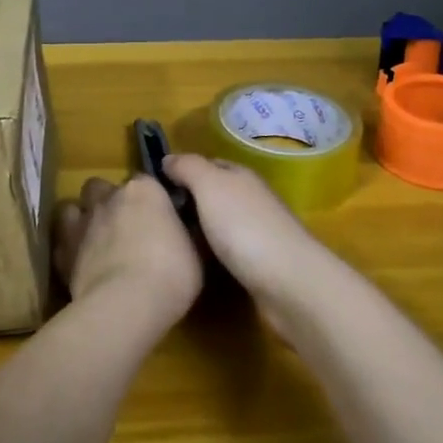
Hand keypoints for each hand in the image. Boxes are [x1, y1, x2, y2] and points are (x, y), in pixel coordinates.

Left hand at [52, 176, 203, 329]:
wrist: (126, 304)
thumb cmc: (171, 274)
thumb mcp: (195, 252)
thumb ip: (183, 233)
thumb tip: (181, 231)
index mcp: (145, 190)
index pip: (146, 181)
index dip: (150, 200)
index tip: (158, 218)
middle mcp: (110, 197)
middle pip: (102, 187)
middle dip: (109, 201)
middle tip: (123, 227)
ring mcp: (82, 222)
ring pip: (74, 206)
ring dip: (83, 218)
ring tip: (95, 240)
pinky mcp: (63, 250)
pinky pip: (62, 240)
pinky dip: (69, 248)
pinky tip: (80, 263)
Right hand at [161, 155, 328, 311]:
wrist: (288, 283)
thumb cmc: (244, 227)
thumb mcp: (210, 185)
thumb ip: (188, 167)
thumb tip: (167, 159)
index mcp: (241, 176)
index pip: (208, 163)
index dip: (182, 170)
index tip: (154, 186)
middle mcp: (251, 199)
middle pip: (214, 193)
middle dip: (188, 201)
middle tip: (155, 216)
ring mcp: (258, 232)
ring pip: (220, 222)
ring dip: (199, 229)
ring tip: (168, 240)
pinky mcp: (259, 264)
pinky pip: (227, 250)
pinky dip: (211, 252)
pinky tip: (195, 262)